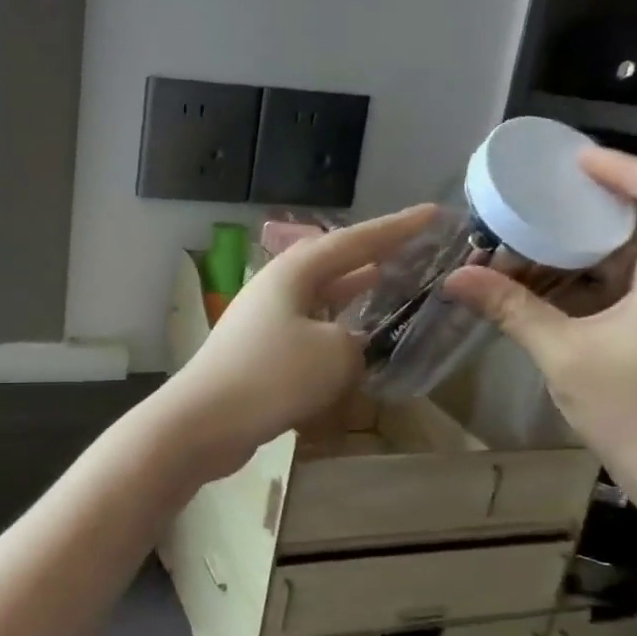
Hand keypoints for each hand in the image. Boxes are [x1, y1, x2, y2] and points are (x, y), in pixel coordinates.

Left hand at [152, 205, 437, 482]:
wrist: (203, 422)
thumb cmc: (272, 376)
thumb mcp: (335, 353)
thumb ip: (357, 342)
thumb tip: (349, 345)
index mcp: (293, 272)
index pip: (354, 241)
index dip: (396, 228)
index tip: (433, 213)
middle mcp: (276, 287)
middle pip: (332, 263)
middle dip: (372, 256)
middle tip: (413, 251)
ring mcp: (263, 319)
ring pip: (319, 298)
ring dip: (353, 294)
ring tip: (389, 286)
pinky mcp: (258, 353)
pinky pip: (307, 331)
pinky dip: (334, 332)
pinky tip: (352, 344)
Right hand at [442, 149, 636, 515]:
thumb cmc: (635, 411)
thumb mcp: (563, 354)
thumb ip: (510, 309)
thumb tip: (455, 277)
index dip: (625, 166)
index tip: (571, 164)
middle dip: (589, 201)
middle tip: (534, 198)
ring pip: (626, 253)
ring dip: (575, 243)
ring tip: (521, 240)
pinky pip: (614, 285)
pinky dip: (575, 277)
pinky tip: (533, 287)